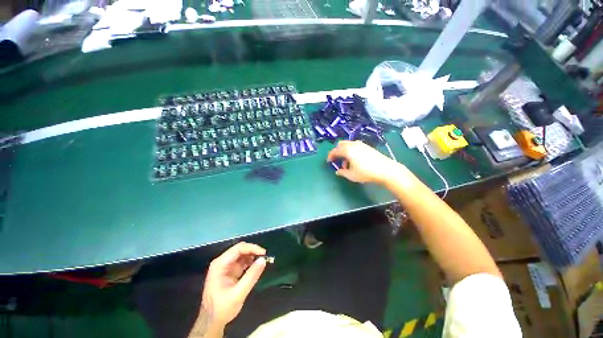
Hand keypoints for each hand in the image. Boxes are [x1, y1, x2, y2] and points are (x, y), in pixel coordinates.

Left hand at [201, 242, 266, 327]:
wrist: (211, 322)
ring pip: (242, 254)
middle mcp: (222, 262)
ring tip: (262, 262)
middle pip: (240, 249)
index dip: (252, 248)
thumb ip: (251, 276)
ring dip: (252, 256)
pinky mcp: (230, 271)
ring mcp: (226, 266)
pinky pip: (242, 261)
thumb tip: (263, 260)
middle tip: (264, 257)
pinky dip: (250, 262)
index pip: (238, 249)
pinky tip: (256, 267)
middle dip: (253, 251)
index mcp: (220, 265)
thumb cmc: (222, 308)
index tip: (264, 253)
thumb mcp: (238, 294)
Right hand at [327, 140, 402, 184]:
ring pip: (348, 145)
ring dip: (344, 153)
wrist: (386, 170)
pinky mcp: (367, 147)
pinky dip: (351, 152)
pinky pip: (355, 147)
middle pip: (341, 144)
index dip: (330, 156)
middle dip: (337, 152)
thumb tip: (338, 171)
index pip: (335, 151)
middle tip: (337, 161)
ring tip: (347, 165)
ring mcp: (361, 144)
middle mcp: (353, 145)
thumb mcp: (351, 175)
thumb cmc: (366, 172)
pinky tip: (355, 161)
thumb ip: (342, 172)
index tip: (329, 162)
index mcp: (347, 150)